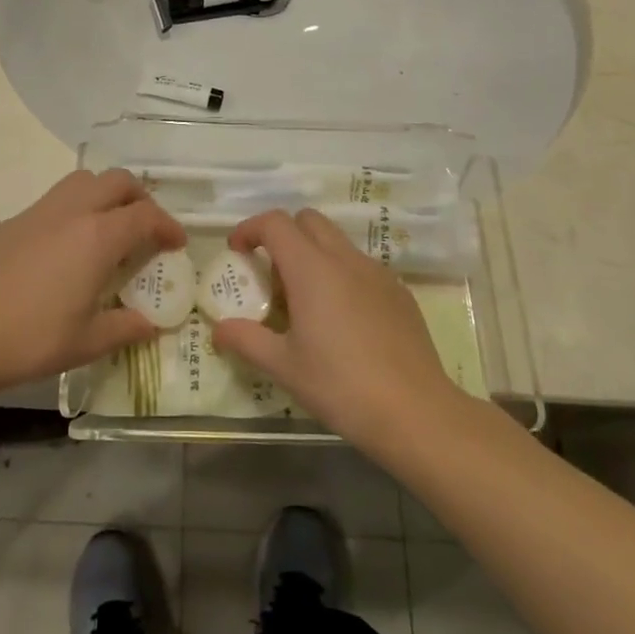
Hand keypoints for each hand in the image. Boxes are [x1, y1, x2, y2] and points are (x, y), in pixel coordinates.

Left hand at [0, 169, 183, 396]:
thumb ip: (126, 328)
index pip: (145, 216)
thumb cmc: (32, 339)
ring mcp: (40, 212)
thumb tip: (152, 324)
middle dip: (140, 198)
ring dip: (106, 194)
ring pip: (83, 180)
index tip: (176, 243)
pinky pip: (56, 199)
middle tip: (147, 228)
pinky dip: (76, 208)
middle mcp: (72, 212)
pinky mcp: (14, 221)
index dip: (168, 226)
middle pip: (117, 181)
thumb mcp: (88, 342)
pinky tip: (68, 246)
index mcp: (98, 237)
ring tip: (110, 228)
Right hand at [213, 209, 460, 452]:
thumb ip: (246, 340)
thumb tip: (218, 329)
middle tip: (271, 274)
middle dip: (283, 235)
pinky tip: (343, 320)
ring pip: (337, 242)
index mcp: (311, 269)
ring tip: (306, 301)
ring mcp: (377, 273)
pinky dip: (341, 274)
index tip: (237, 252)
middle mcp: (345, 259)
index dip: (250, 229)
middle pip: (308, 220)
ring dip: (313, 254)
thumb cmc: (341, 386)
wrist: (416, 412)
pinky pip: (361, 266)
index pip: (275, 223)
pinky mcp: (399, 292)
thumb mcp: (284, 367)